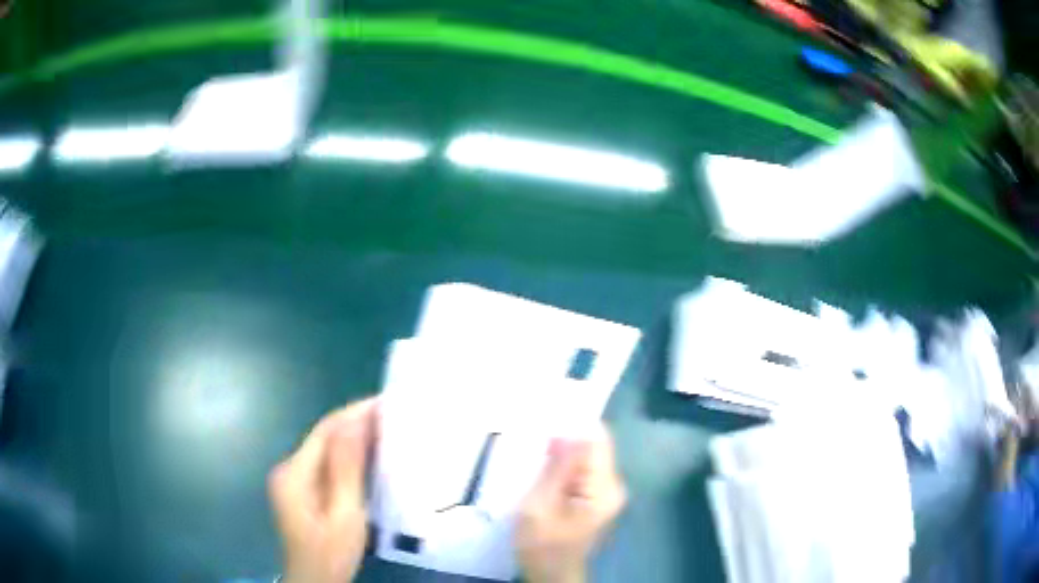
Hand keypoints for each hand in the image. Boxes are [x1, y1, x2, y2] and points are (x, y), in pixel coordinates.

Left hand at [268, 398, 378, 582]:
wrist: (315, 581)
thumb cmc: (331, 553)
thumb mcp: (344, 514)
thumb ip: (347, 469)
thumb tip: (354, 421)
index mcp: (294, 473)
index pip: (325, 430)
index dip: (353, 413)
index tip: (385, 402)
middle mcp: (288, 469)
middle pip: (323, 437)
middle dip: (355, 423)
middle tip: (392, 415)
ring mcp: (292, 480)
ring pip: (325, 450)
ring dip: (353, 439)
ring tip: (386, 429)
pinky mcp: (300, 491)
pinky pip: (325, 464)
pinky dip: (347, 457)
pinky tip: (367, 457)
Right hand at [516, 425, 626, 582]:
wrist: (552, 576)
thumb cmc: (542, 546)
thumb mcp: (539, 506)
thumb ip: (556, 468)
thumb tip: (567, 430)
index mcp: (604, 488)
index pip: (598, 439)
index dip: (573, 425)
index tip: (546, 419)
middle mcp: (614, 486)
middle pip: (594, 447)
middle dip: (565, 441)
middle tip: (535, 444)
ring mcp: (607, 493)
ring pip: (587, 458)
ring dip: (563, 454)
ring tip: (536, 457)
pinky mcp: (598, 499)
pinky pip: (584, 472)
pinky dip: (565, 468)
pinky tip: (545, 473)